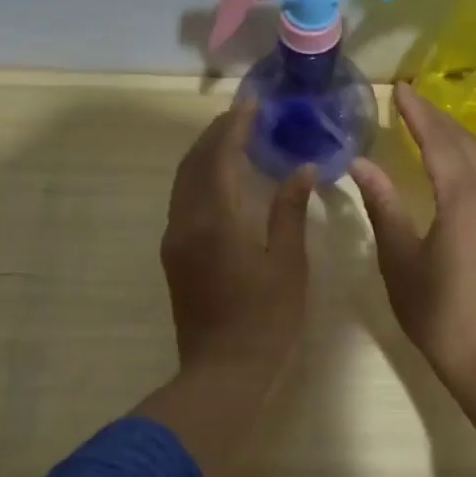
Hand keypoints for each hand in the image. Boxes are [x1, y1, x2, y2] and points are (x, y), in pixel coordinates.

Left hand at [160, 103, 313, 382]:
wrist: (223, 372)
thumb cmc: (266, 319)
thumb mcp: (288, 264)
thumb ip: (290, 211)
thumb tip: (302, 169)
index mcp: (216, 220)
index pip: (220, 156)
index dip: (235, 126)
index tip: (253, 104)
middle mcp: (186, 221)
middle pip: (195, 163)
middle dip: (217, 134)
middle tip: (244, 115)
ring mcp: (175, 239)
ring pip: (184, 181)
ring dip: (205, 154)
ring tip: (233, 138)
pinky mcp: (174, 255)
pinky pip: (182, 199)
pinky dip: (200, 177)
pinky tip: (222, 178)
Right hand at [350, 84, 475, 389]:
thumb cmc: (437, 310)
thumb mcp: (400, 257)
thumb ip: (383, 205)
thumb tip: (361, 163)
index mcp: (463, 198)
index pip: (438, 140)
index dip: (417, 113)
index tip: (399, 89)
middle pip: (464, 142)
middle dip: (436, 117)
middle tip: (409, 99)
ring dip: (452, 136)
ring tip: (425, 123)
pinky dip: (464, 159)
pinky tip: (448, 163)